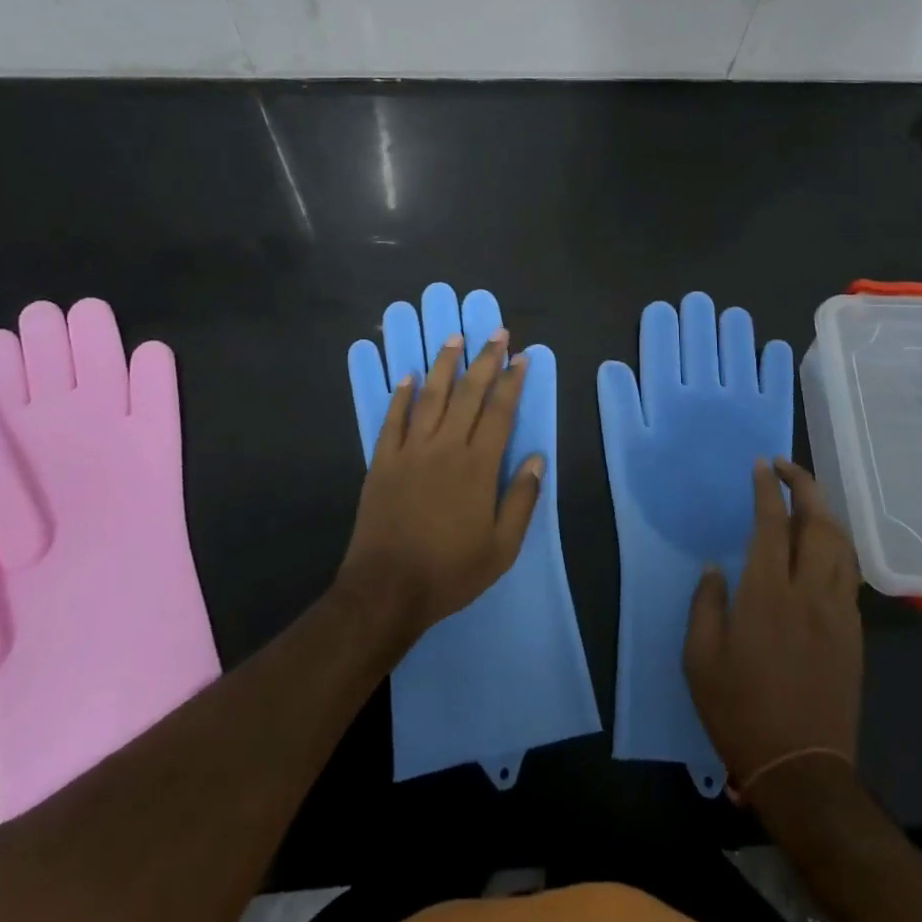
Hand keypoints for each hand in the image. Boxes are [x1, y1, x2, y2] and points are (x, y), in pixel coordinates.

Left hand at [337, 331, 541, 649]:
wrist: (386, 590)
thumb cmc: (450, 571)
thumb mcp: (502, 548)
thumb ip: (523, 500)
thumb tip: (538, 458)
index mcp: (478, 465)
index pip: (500, 411)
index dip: (512, 381)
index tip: (521, 357)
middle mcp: (446, 447)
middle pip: (469, 393)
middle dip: (485, 359)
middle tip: (496, 332)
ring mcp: (410, 450)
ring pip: (431, 396)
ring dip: (444, 364)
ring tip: (455, 338)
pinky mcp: (382, 461)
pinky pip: (393, 419)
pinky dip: (401, 395)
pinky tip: (408, 375)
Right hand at [684, 458, 861, 796]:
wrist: (802, 769)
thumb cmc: (741, 711)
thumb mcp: (700, 659)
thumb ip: (706, 604)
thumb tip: (715, 568)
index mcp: (767, 594)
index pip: (772, 524)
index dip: (767, 489)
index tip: (761, 465)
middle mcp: (808, 593)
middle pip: (818, 524)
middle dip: (804, 487)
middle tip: (785, 468)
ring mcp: (837, 612)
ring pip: (841, 546)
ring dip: (824, 513)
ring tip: (804, 500)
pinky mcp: (852, 633)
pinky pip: (849, 574)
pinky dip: (836, 547)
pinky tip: (822, 548)